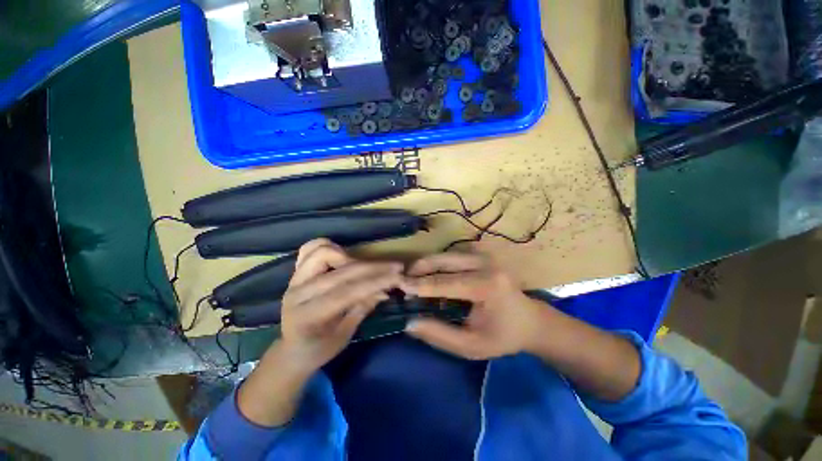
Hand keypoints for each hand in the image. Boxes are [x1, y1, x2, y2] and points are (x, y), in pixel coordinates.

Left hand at [279, 239, 403, 373]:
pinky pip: (310, 249)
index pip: (347, 292)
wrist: (290, 350)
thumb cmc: (318, 349)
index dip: (375, 282)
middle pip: (341, 271)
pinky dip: (330, 247)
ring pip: (324, 252)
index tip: (398, 276)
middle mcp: (298, 293)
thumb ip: (363, 308)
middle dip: (373, 268)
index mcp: (308, 316)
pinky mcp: (295, 272)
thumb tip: (385, 290)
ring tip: (366, 267)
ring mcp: (294, 279)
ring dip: (350, 256)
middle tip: (396, 267)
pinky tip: (344, 257)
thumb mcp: (344, 336)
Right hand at [401, 251, 548, 359]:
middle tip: (403, 279)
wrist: (530, 320)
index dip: (421, 285)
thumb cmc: (503, 336)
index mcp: (488, 286)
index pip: (446, 282)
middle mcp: (486, 264)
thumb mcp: (472, 346)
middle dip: (420, 268)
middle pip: (444, 260)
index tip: (400, 286)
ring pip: (447, 254)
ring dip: (428, 264)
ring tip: (413, 278)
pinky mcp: (483, 253)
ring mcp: (486, 255)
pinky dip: (438, 263)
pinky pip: (453, 254)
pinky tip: (431, 274)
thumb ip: (440, 335)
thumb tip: (410, 323)